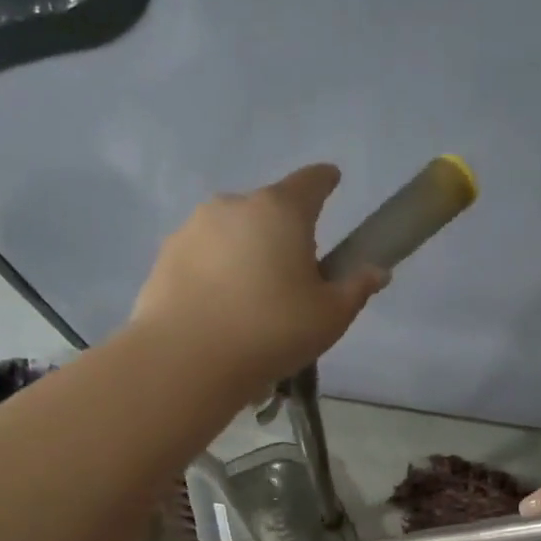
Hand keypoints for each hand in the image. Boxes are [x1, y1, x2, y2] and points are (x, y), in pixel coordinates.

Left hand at [130, 163, 387, 389]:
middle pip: (268, 210)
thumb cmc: (272, 331)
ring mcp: (193, 228)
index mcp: (280, 210)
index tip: (332, 181)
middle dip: (283, 232)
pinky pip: (202, 258)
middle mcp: (233, 206)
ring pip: (231, 233)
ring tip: (250, 300)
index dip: (326, 182)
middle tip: (292, 274)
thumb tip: (376, 272)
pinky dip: (214, 273)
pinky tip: (218, 310)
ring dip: (245, 253)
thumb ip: (356, 288)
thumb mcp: (330, 317)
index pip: (311, 181)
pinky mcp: (165, 256)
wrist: (187, 359)